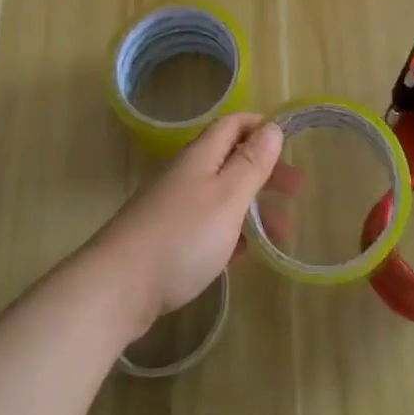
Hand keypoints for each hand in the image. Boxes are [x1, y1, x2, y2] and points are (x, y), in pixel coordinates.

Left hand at [93, 114, 281, 338]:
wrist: (117, 289)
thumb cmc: (181, 237)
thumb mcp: (227, 197)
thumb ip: (251, 163)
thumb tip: (272, 127)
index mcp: (201, 157)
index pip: (233, 125)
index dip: (261, 127)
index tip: (290, 141)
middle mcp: (186, 175)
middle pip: (230, 160)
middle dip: (265, 171)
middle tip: (297, 191)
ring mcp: (173, 208)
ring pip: (221, 196)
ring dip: (253, 206)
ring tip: (281, 233)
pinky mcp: (165, 241)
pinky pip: (207, 226)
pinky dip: (231, 233)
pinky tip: (244, 255)